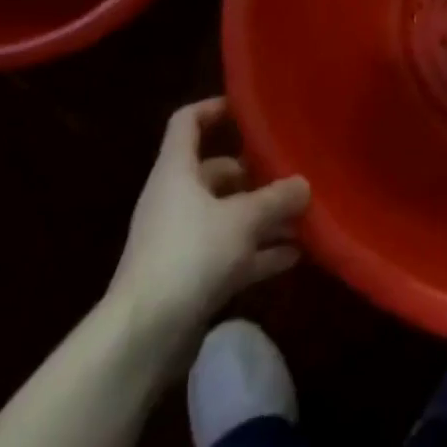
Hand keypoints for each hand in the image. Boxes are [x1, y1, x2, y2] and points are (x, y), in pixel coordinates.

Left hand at [105, 98, 309, 362]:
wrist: (143, 337)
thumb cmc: (190, 255)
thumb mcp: (243, 219)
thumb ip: (276, 198)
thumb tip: (304, 184)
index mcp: (176, 171)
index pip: (187, 122)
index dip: (214, 109)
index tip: (247, 110)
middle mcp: (175, 199)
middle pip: (216, 173)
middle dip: (255, 175)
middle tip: (292, 175)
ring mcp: (180, 240)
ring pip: (227, 217)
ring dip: (262, 218)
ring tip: (303, 216)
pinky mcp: (188, 278)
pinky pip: (229, 254)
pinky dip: (257, 253)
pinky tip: (293, 256)